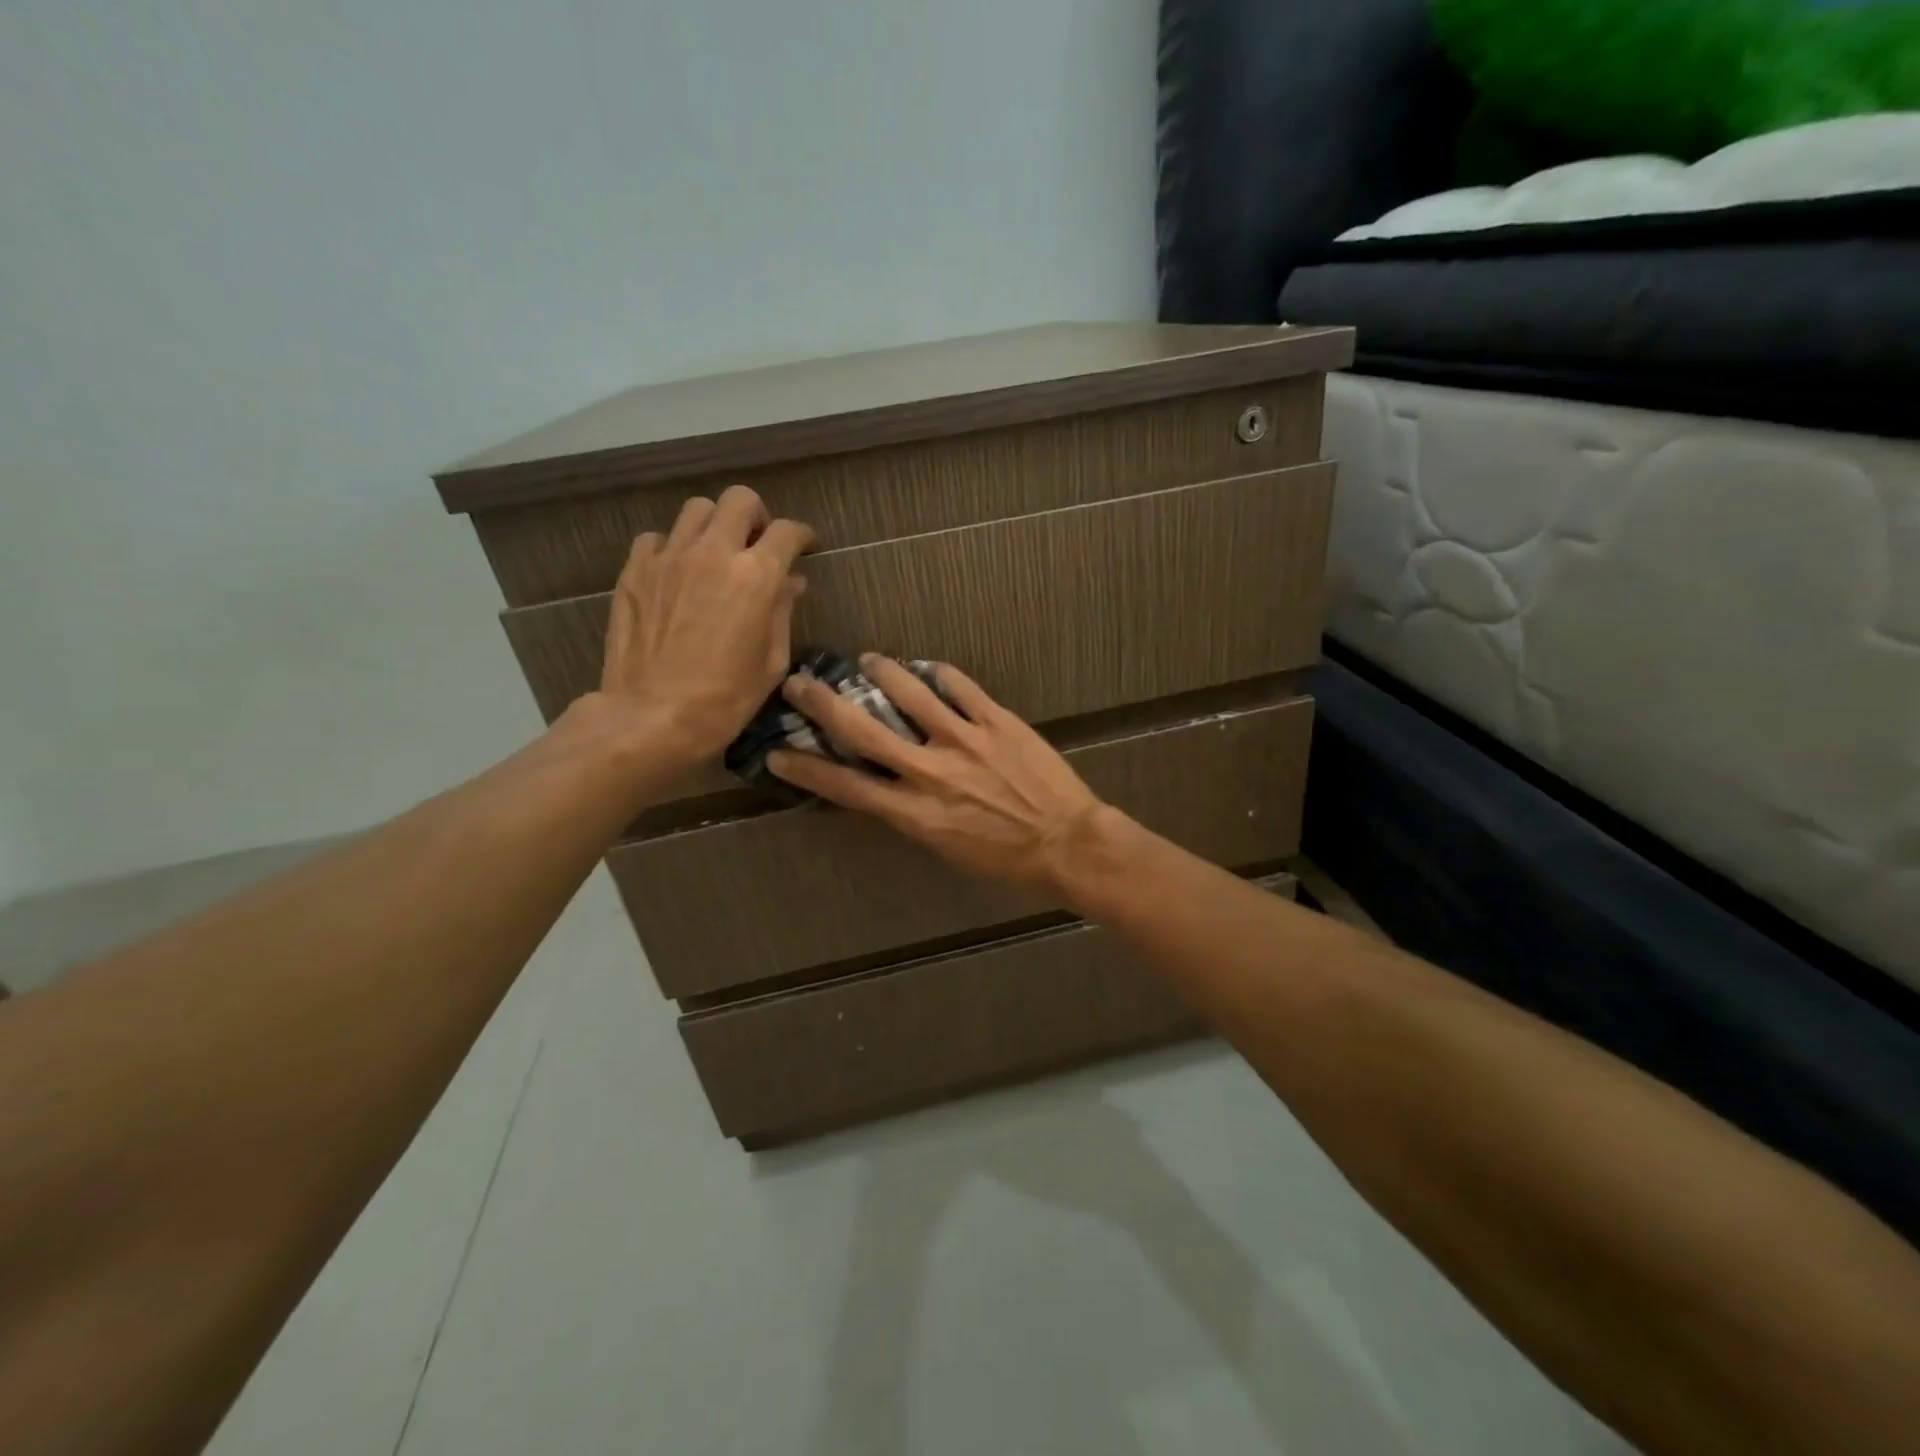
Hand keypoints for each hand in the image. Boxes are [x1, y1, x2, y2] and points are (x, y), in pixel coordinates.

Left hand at [597, 485, 813, 774]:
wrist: (652, 716)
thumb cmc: (725, 699)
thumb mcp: (770, 661)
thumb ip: (782, 611)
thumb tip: (791, 581)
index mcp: (755, 576)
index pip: (787, 531)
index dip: (802, 535)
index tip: (805, 546)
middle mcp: (713, 552)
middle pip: (740, 500)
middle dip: (757, 516)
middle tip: (758, 543)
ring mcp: (669, 557)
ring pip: (697, 510)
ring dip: (714, 525)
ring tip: (715, 554)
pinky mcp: (635, 570)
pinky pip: (657, 538)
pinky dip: (673, 546)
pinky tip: (677, 572)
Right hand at [768, 655, 1105, 897]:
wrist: (1066, 844)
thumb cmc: (1007, 861)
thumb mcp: (945, 847)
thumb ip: (913, 812)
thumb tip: (892, 782)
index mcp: (914, 813)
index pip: (846, 786)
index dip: (807, 768)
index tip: (778, 753)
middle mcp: (930, 772)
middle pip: (864, 730)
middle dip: (824, 704)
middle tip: (800, 683)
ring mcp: (964, 740)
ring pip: (910, 694)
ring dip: (882, 671)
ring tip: (868, 660)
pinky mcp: (996, 721)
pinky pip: (960, 686)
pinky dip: (939, 673)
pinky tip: (928, 668)